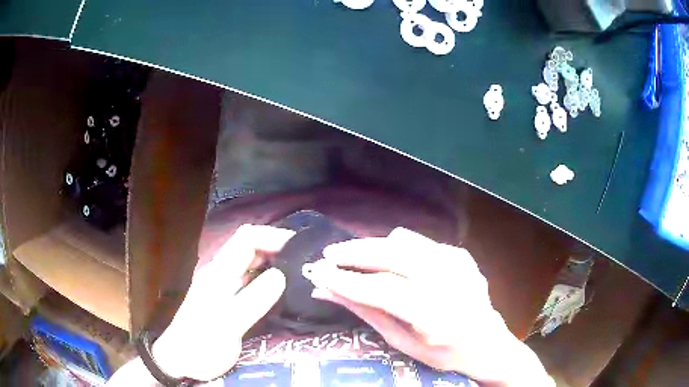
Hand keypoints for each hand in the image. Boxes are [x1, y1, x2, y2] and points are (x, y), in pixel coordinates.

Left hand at [151, 225, 294, 380]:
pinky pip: (255, 283)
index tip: (300, 248)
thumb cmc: (200, 343)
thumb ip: (252, 301)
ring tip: (302, 275)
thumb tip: (281, 275)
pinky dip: (272, 281)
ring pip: (254, 265)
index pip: (247, 238)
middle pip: (252, 248)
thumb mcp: (226, 325)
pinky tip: (286, 292)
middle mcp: (223, 274)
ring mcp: (227, 287)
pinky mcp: (232, 301)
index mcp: (220, 272)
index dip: (273, 236)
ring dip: (277, 264)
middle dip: (279, 249)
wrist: (181, 360)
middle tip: (307, 263)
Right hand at [308, 227, 551, 385]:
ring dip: (373, 248)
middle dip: (354, 253)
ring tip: (355, 260)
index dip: (345, 280)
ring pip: (402, 241)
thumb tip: (325, 291)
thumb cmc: (443, 353)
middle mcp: (448, 280)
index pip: (380, 289)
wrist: (487, 342)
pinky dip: (397, 250)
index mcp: (434, 314)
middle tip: (328, 256)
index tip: (318, 273)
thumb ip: (365, 313)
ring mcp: (457, 262)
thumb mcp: (402, 342)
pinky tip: (391, 265)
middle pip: (391, 254)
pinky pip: (419, 243)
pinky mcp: (460, 254)